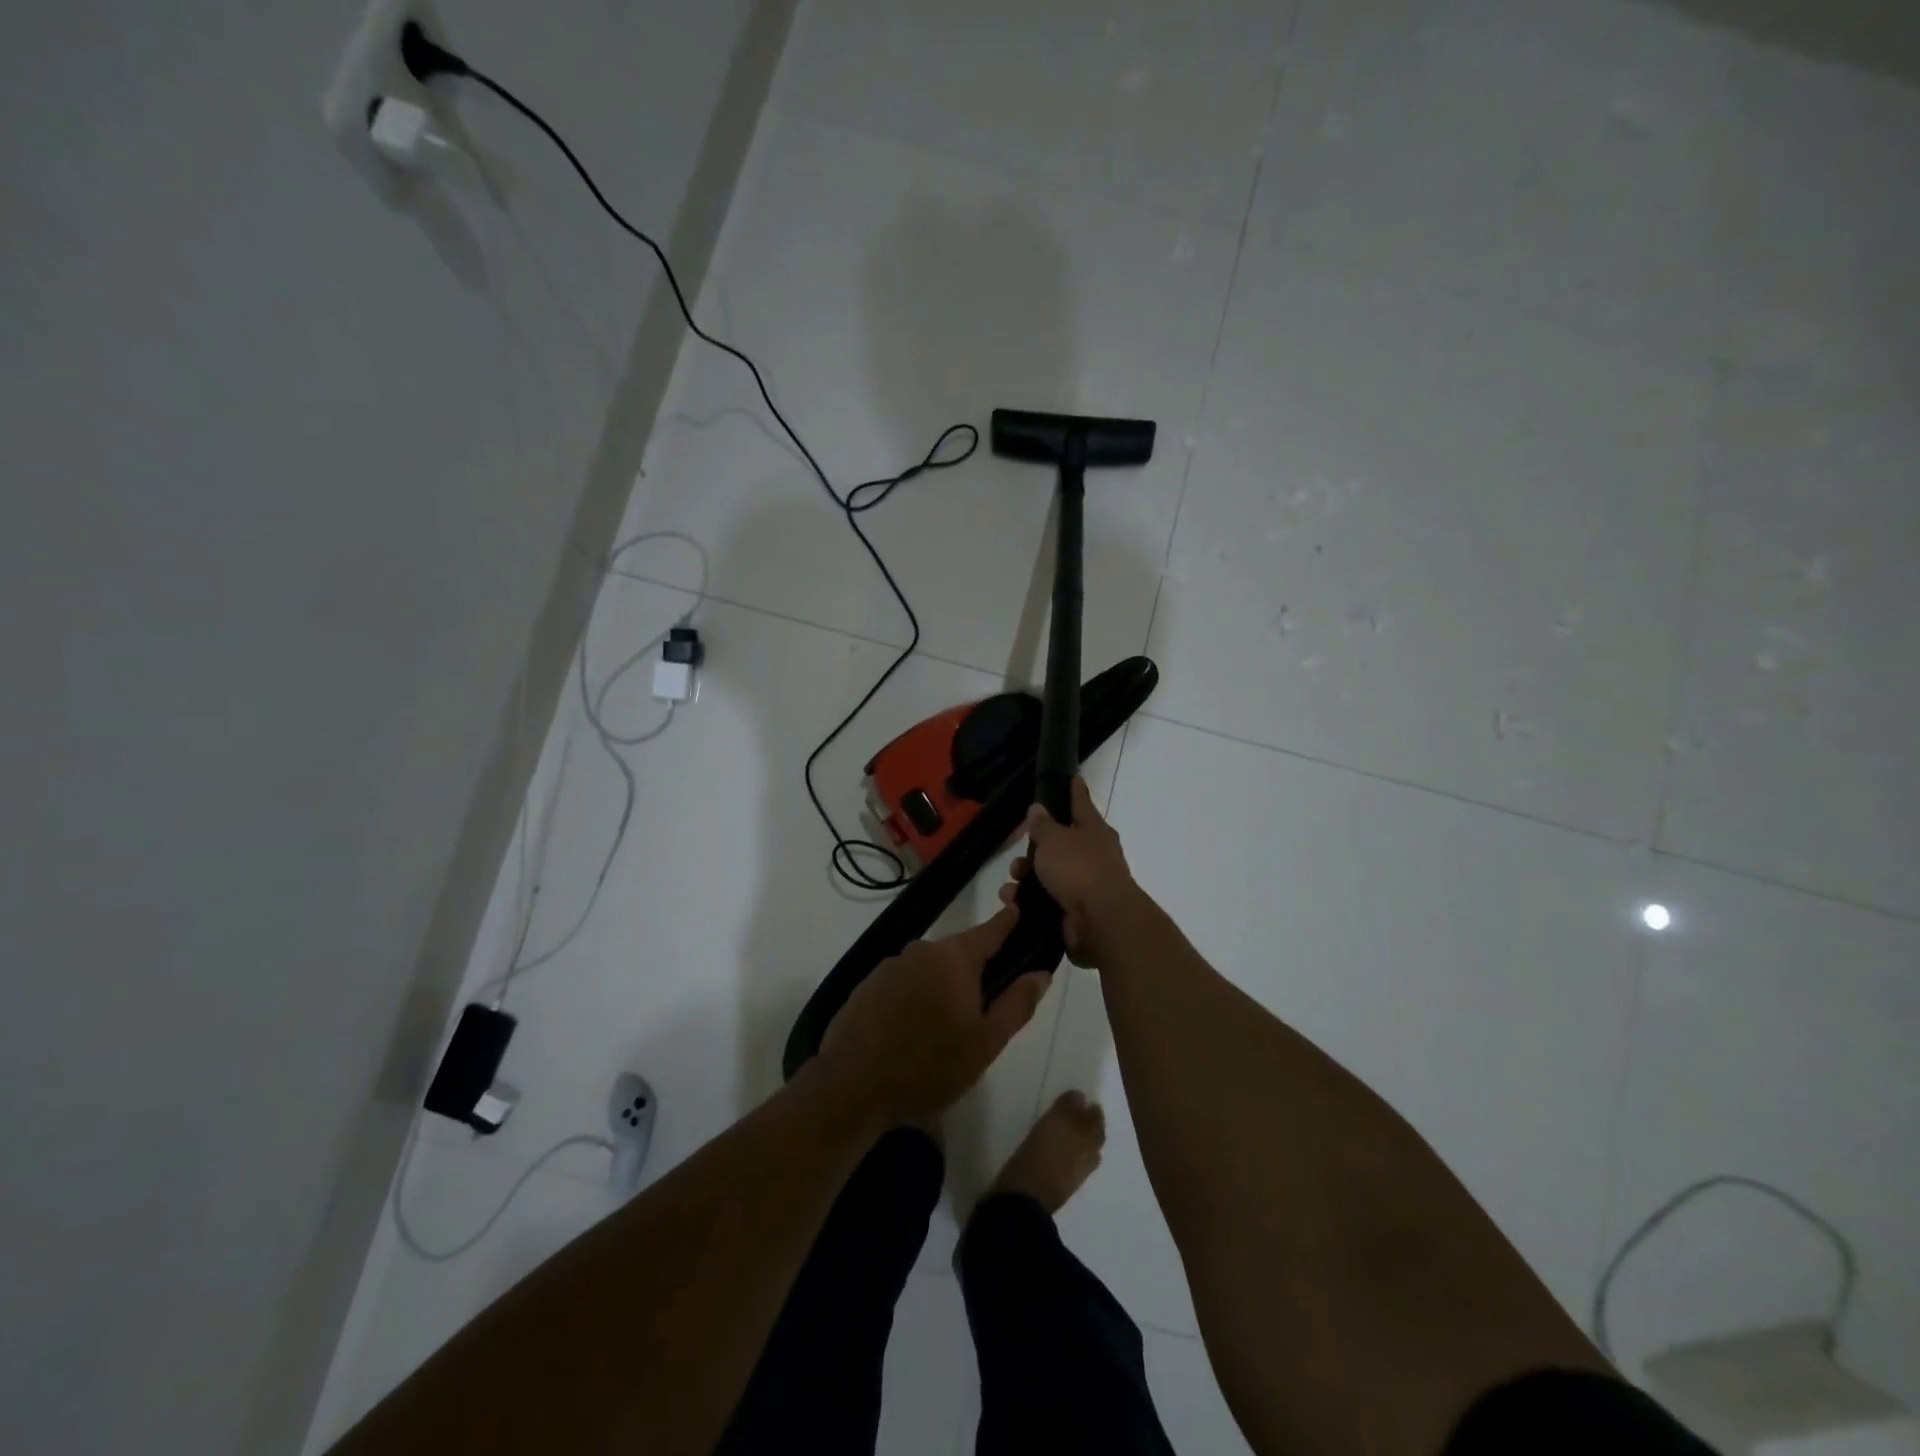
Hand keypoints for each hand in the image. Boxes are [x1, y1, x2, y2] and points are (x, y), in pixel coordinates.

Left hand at [819, 910, 1050, 1126]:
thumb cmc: (929, 1065)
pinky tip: (912, 1033)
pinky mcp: (866, 987)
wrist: (852, 1087)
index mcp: (953, 957)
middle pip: (958, 955)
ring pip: (928, 972)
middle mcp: (920, 951)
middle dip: (973, 974)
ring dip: (941, 990)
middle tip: (983, 1012)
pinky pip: (902, 986)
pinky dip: (913, 1001)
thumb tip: (1041, 973)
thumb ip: (1017, 1003)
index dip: (1007, 922)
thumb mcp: (986, 1042)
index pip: (989, 931)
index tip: (1018, 909)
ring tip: (945, 1031)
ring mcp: (889, 967)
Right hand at [998, 777, 1141, 968]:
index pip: (1082, 803)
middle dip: (1036, 849)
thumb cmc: (1078, 868)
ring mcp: (1088, 885)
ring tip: (1010, 885)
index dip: (1075, 790)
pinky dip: (1030, 901)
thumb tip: (1039, 808)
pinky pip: (1049, 900)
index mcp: (1094, 830)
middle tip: (1017, 854)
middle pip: (1061, 844)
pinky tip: (1014, 903)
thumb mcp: (1053, 839)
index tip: (1073, 777)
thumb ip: (1043, 824)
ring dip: (1028, 878)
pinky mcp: (1078, 911)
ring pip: (1052, 875)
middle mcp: (1095, 855)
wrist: (1101, 921)